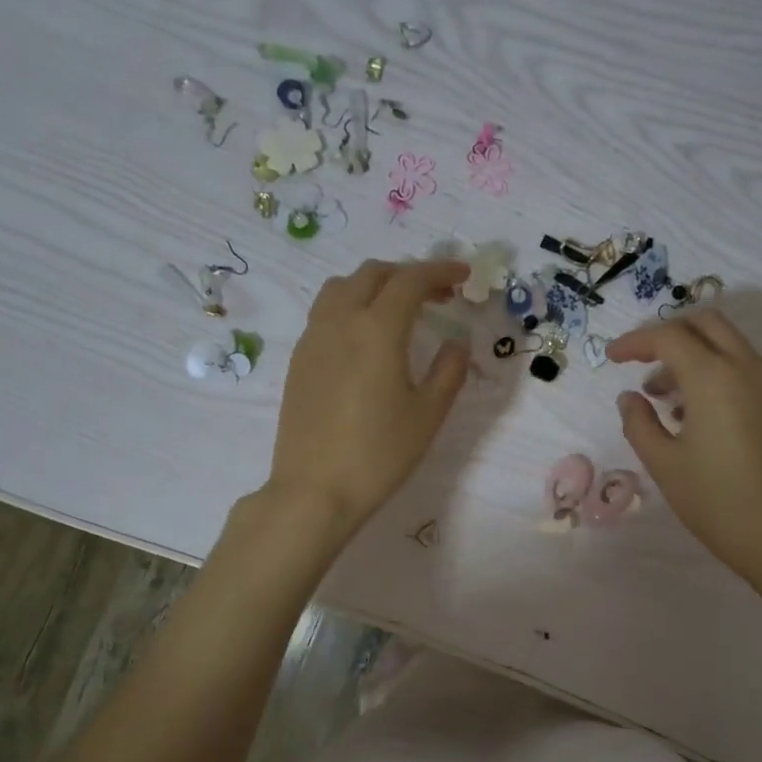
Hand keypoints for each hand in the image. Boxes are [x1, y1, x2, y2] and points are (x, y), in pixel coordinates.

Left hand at [267, 259, 471, 540]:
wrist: (315, 489)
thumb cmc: (379, 454)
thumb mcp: (427, 415)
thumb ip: (448, 372)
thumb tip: (457, 343)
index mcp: (377, 329)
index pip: (410, 280)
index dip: (440, 271)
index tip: (463, 275)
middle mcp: (340, 321)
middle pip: (373, 274)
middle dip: (408, 275)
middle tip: (437, 295)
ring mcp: (313, 338)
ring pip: (342, 288)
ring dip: (375, 286)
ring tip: (398, 310)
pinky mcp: (298, 360)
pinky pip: (325, 312)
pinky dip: (352, 306)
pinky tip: (366, 338)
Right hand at [608, 311, 761, 592]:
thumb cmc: (715, 502)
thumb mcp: (663, 463)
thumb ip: (639, 422)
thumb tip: (631, 397)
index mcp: (714, 378)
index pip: (669, 337)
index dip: (635, 342)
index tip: (612, 358)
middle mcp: (749, 369)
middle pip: (707, 323)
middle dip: (670, 334)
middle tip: (642, 362)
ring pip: (730, 346)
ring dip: (695, 356)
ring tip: (666, 399)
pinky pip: (748, 371)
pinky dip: (719, 375)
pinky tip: (701, 416)